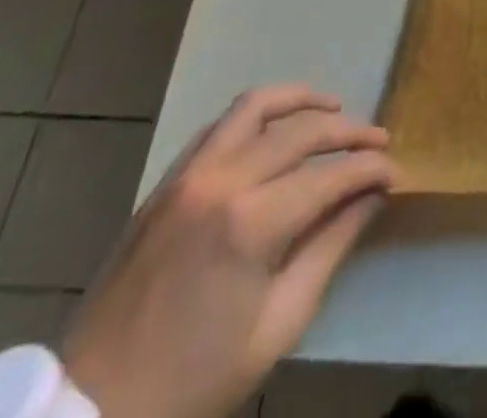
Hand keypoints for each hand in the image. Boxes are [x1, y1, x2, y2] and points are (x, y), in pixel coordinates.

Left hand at [61, 85, 394, 417]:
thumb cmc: (194, 383)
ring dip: (301, 101)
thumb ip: (330, 247)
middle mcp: (221, 180)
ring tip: (332, 109)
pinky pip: (220, 126)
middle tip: (378, 140)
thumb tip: (372, 196)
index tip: (396, 173)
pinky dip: (257, 117)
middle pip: (302, 130)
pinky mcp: (166, 182)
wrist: (90, 412)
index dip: (371, 169)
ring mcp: (188, 175)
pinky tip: (275, 132)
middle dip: (349, 132)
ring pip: (256, 106)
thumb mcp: (278, 325)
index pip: (330, 175)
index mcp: (250, 223)